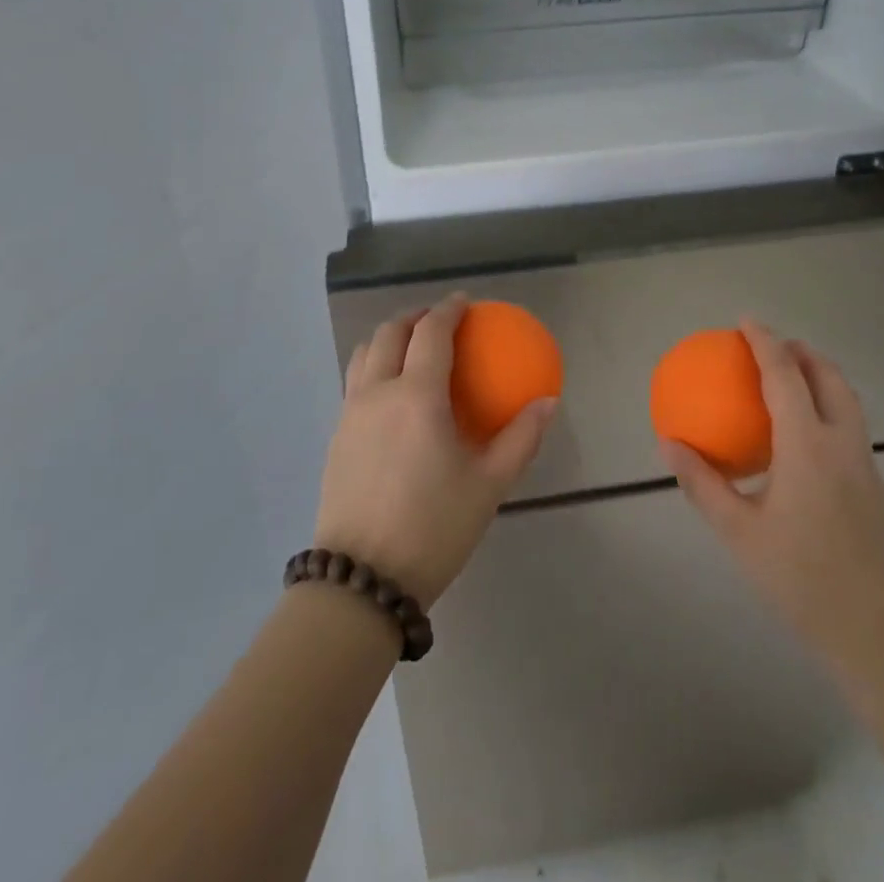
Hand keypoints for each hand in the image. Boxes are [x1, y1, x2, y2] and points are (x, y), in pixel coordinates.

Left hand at [314, 295, 556, 607]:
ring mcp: (350, 414)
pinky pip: (355, 382)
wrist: (361, 580)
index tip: (464, 303)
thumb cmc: (433, 528)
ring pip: (364, 354)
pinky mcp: (336, 437)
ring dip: (388, 338)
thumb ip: (521, 439)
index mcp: (417, 396)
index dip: (448, 310)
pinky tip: (393, 395)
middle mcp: (377, 393)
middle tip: (438, 321)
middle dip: (414, 317)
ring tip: (411, 348)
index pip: (431, 333)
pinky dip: (374, 367)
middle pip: (389, 333)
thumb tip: (548, 402)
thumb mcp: (488, 486)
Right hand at [661, 319, 883, 681]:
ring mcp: (864, 465)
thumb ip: (702, 483)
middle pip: (829, 378)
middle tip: (773, 344)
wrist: (873, 631)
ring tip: (793, 376)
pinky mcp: (873, 486)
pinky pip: (851, 426)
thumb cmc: (798, 578)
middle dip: (802, 351)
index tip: (746, 321)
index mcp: (807, 447)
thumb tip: (668, 444)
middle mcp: (841, 444)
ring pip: (848, 401)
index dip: (765, 342)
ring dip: (821, 376)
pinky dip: (829, 406)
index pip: (785, 377)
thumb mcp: (738, 531)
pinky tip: (806, 436)